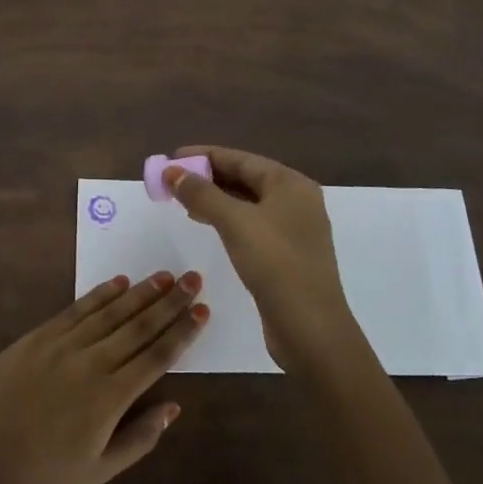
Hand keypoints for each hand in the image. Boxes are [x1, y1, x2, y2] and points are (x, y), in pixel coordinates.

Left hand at [0, 272, 209, 483]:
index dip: (182, 332)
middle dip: (169, 302)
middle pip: (139, 326)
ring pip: (111, 312)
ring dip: (141, 292)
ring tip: (164, 276)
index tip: (202, 310)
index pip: (156, 356)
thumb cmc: (42, 471)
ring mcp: (64, 344)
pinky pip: (77, 308)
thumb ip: (140, 438)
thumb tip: (174, 407)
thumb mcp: (98, 471)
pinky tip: (119, 282)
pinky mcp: (40, 335)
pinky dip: (100, 294)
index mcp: (111, 397)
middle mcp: (93, 362)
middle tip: (192, 278)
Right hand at [163, 146, 360, 371]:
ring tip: (182, 201)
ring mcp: (294, 228)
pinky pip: (251, 224)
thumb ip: (201, 193)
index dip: (204, 155)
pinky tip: (207, 224)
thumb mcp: (234, 222)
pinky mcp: (287, 254)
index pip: (241, 159)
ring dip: (215, 198)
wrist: (310, 328)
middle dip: (207, 177)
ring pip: (247, 202)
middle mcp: (296, 200)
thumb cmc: (275, 264)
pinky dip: (227, 219)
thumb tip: (172, 172)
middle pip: (245, 178)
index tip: (172, 157)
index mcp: (290, 184)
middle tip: (172, 180)